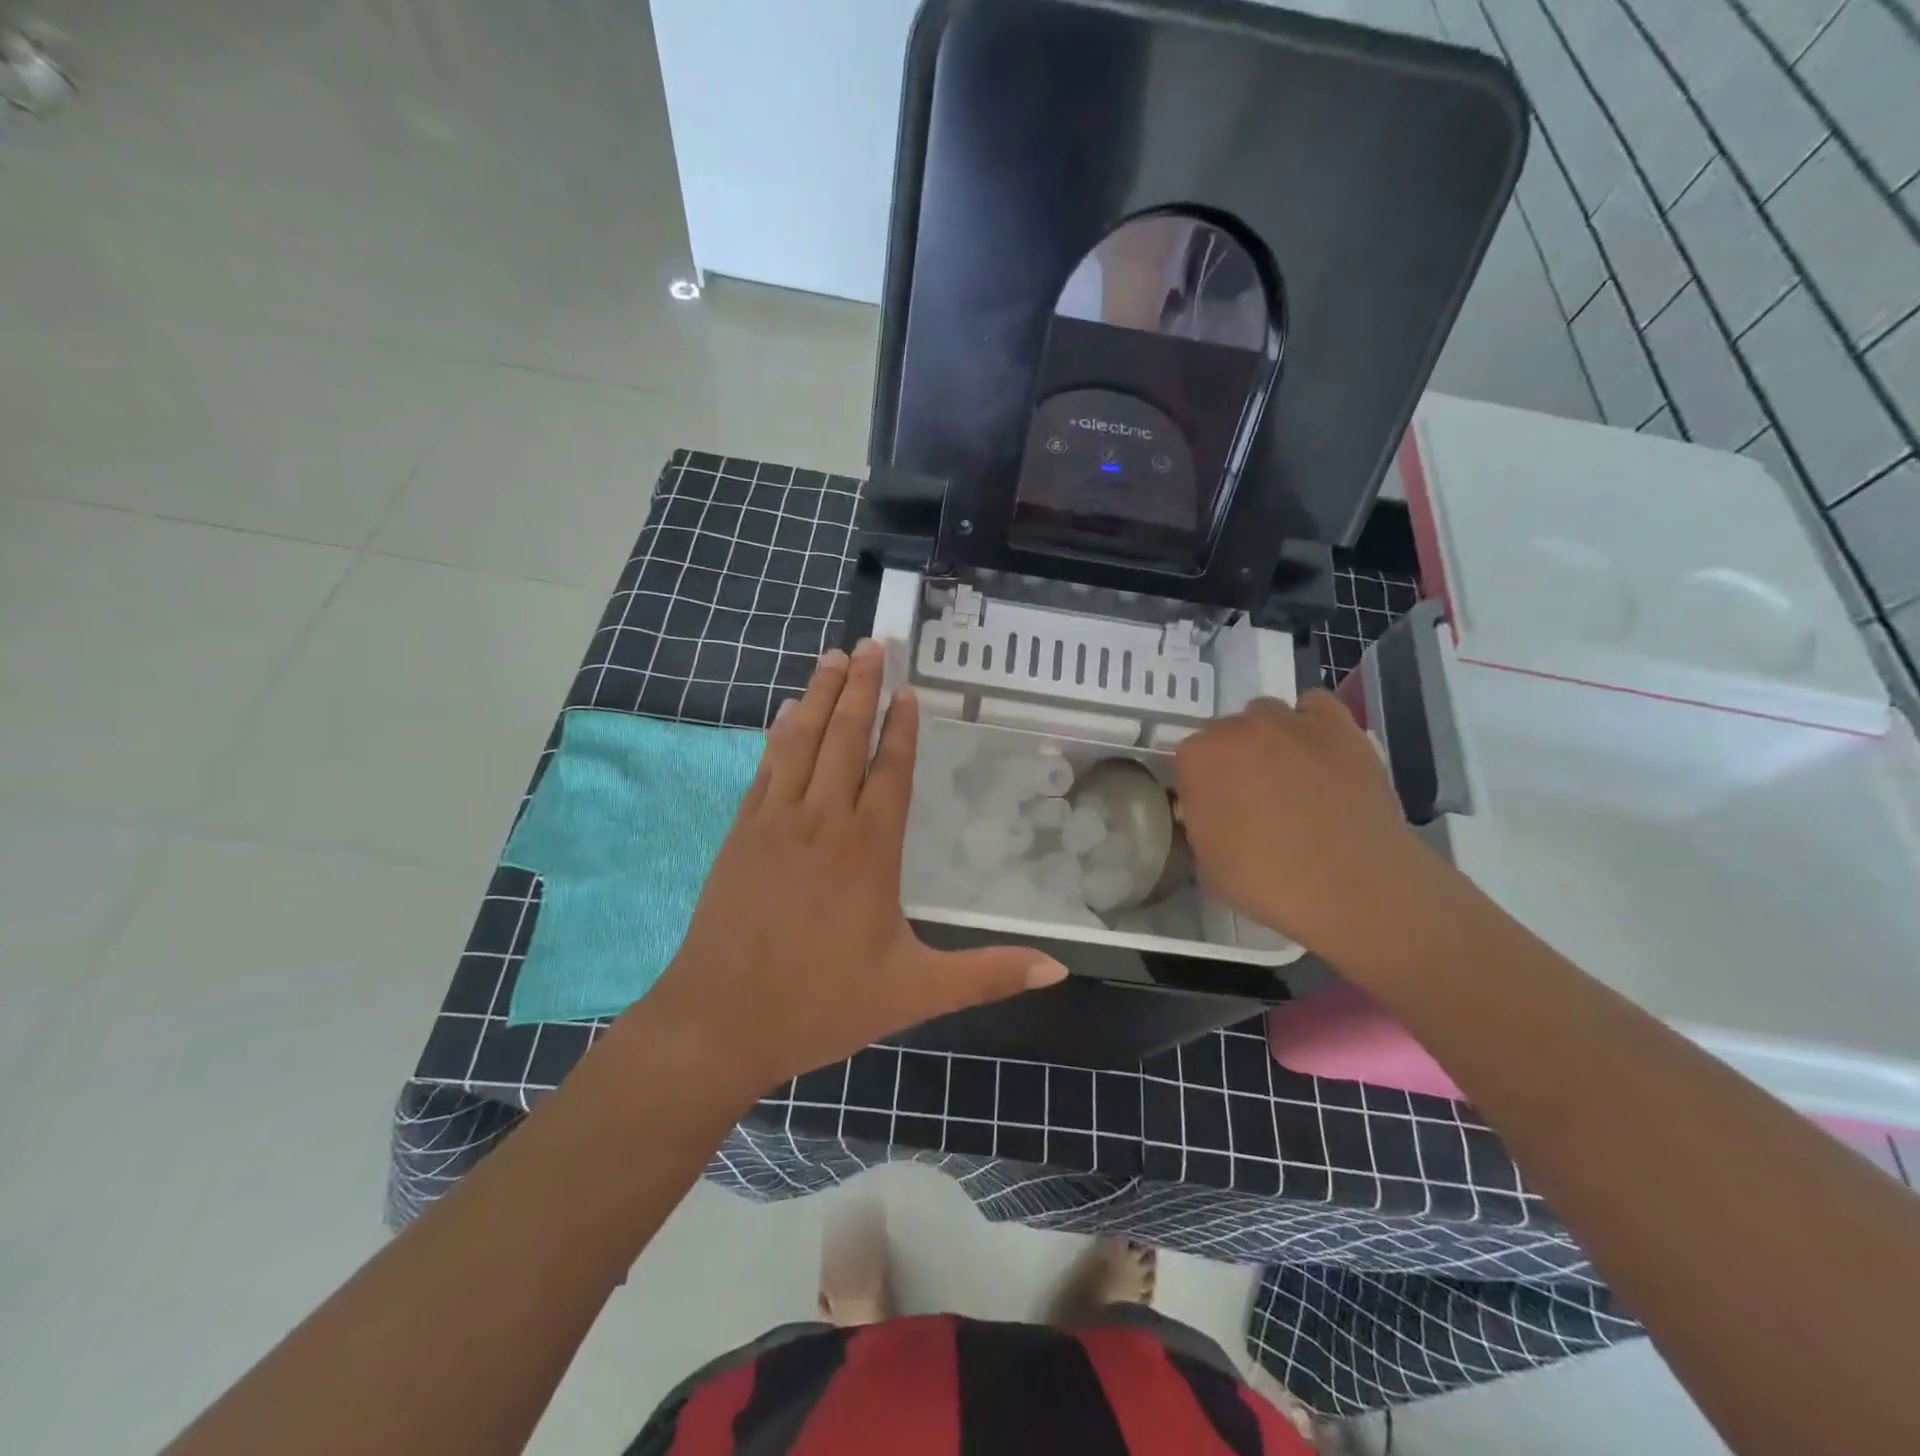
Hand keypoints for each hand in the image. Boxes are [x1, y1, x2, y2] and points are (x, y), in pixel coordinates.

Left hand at [637, 641, 1066, 1097]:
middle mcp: (823, 822)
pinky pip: (766, 768)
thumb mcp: (914, 992)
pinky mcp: (740, 834)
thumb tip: (1059, 969)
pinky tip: (787, 712)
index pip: (889, 771)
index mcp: (868, 851)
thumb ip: (987, 975)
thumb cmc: (820, 1005)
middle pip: (844, 739)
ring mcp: (775, 823)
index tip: (907, 689)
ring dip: (821, 696)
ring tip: (834, 656)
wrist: (719, 1022)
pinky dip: (780, 734)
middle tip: (872, 643)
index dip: (899, 727)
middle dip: (861, 688)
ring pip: (802, 742)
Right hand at [1173, 691, 1428, 952]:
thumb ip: (1199, 823)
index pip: (1188, 759)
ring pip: (1266, 714)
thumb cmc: (1267, 881)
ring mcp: (1290, 722)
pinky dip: (1310, 722)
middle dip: (1233, 758)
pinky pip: (1314, 705)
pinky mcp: (1338, 726)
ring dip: (1267, 737)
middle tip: (1251, 797)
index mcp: (1198, 759)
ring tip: (1287, 774)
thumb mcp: (1205, 862)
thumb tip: (1210, 812)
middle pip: (1225, 732)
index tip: (1214, 809)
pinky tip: (1316, 751)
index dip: (1201, 785)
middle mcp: (1238, 728)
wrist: (1352, 885)